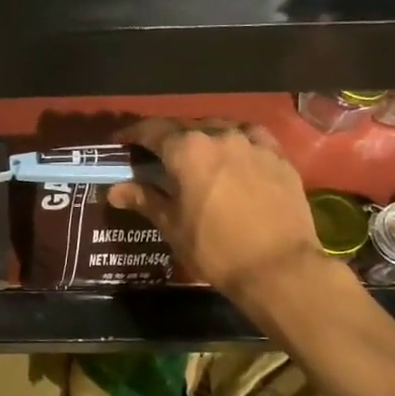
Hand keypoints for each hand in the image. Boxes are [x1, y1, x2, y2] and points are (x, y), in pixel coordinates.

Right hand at [106, 118, 321, 300]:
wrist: (279, 268)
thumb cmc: (215, 248)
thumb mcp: (172, 225)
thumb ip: (143, 199)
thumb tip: (114, 190)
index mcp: (186, 149)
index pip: (151, 130)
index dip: (132, 135)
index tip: (121, 144)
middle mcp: (219, 135)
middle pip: (184, 127)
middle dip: (167, 139)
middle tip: (157, 157)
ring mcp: (253, 143)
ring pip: (219, 129)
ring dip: (202, 138)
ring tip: (197, 156)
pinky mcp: (279, 157)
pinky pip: (252, 138)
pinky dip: (237, 142)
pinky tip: (235, 156)